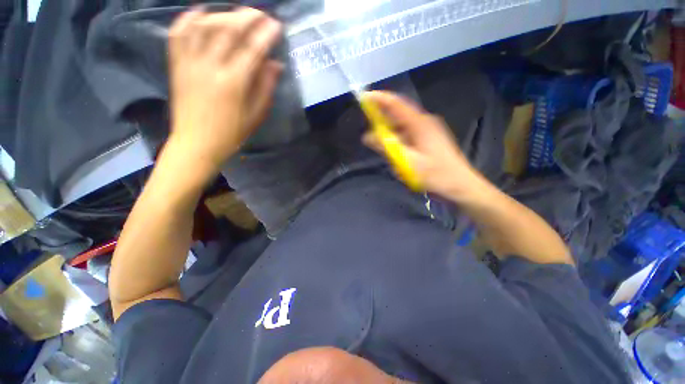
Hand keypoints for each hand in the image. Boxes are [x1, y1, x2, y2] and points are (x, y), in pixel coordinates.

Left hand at [167, 7, 282, 173]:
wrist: (197, 143)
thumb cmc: (232, 132)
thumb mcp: (256, 114)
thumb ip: (266, 87)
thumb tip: (276, 64)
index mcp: (234, 82)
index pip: (253, 49)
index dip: (266, 34)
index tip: (276, 24)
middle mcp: (211, 66)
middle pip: (228, 30)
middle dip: (246, 17)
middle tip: (259, 14)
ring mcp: (190, 63)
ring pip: (203, 26)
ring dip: (222, 14)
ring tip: (235, 14)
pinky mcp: (177, 66)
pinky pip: (178, 35)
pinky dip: (188, 19)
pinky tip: (199, 12)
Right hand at [362, 91, 486, 200]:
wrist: (460, 185)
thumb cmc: (435, 174)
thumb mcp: (407, 162)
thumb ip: (387, 147)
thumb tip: (367, 136)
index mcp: (420, 123)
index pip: (396, 104)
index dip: (379, 99)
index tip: (363, 97)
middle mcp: (424, 122)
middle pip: (398, 114)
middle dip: (382, 120)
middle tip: (369, 131)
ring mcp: (428, 130)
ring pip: (402, 127)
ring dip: (391, 135)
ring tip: (385, 149)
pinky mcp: (428, 139)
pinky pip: (408, 135)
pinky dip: (399, 142)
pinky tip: (398, 155)